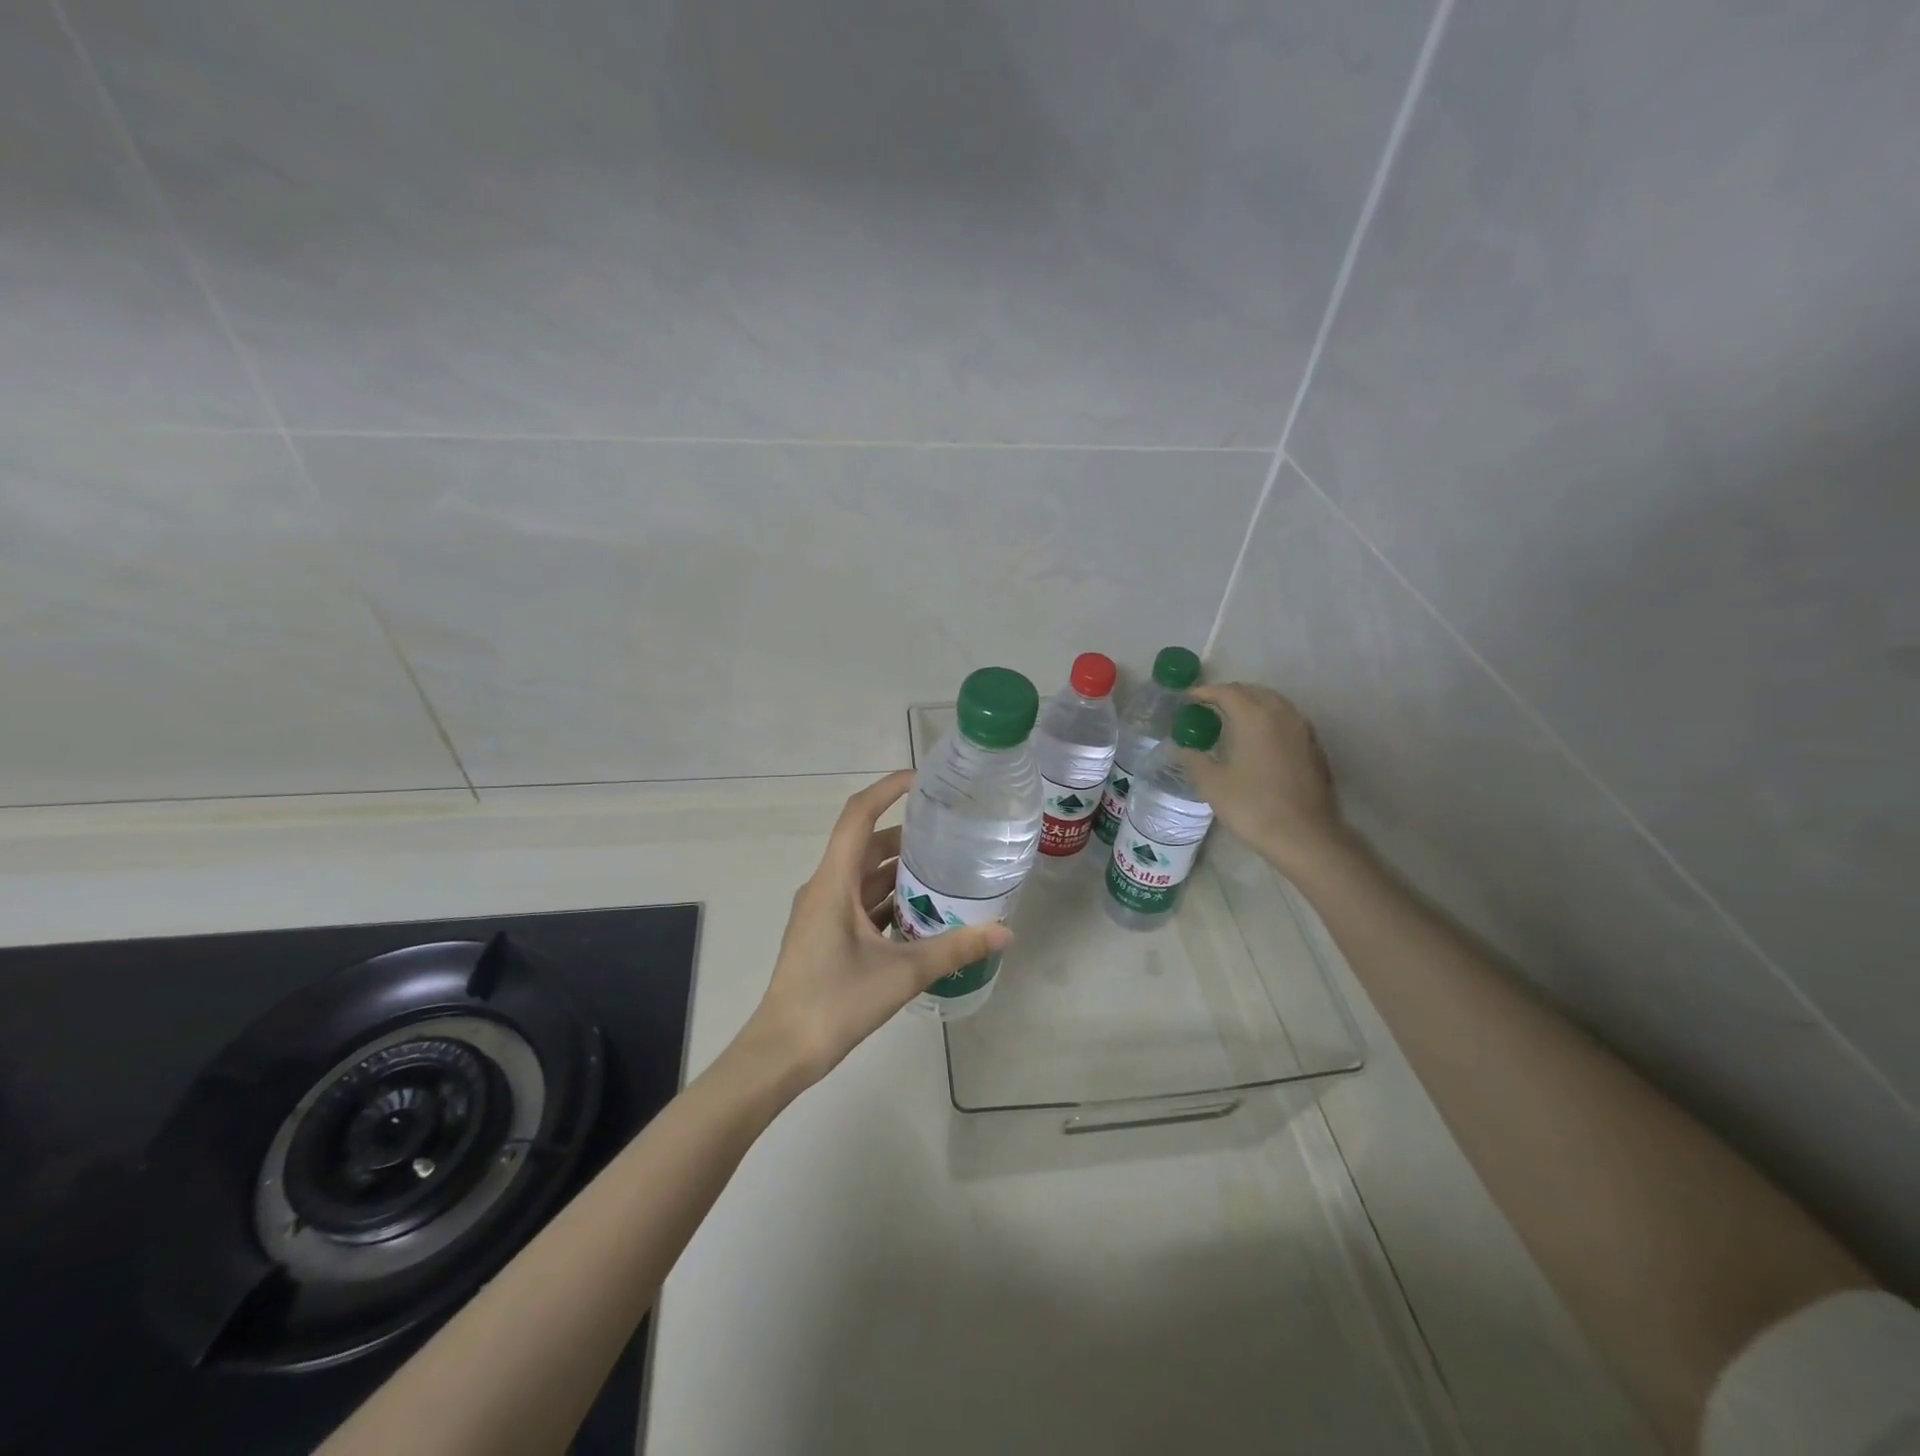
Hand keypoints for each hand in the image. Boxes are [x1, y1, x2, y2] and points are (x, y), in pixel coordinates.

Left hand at [739, 770, 1013, 1089]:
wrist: (781, 1052)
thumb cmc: (834, 1002)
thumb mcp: (901, 973)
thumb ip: (954, 949)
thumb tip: (1005, 931)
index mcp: (834, 882)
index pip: (858, 816)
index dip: (888, 789)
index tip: (923, 779)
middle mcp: (825, 887)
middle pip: (866, 845)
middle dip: (907, 836)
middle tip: (951, 833)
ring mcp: (822, 913)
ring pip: (864, 877)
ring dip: (900, 872)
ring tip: (946, 872)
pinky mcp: (825, 935)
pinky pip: (860, 903)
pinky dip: (889, 901)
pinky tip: (923, 915)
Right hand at [1179, 683, 1344, 873]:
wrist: (1305, 836)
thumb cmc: (1253, 806)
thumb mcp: (1213, 784)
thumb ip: (1194, 760)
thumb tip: (1179, 749)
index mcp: (1254, 717)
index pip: (1226, 692)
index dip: (1204, 692)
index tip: (1187, 700)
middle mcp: (1282, 714)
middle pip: (1253, 692)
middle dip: (1229, 695)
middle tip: (1207, 708)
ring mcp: (1303, 730)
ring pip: (1274, 703)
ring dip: (1251, 705)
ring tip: (1232, 720)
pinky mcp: (1314, 747)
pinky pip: (1287, 720)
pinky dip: (1268, 720)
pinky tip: (1258, 740)